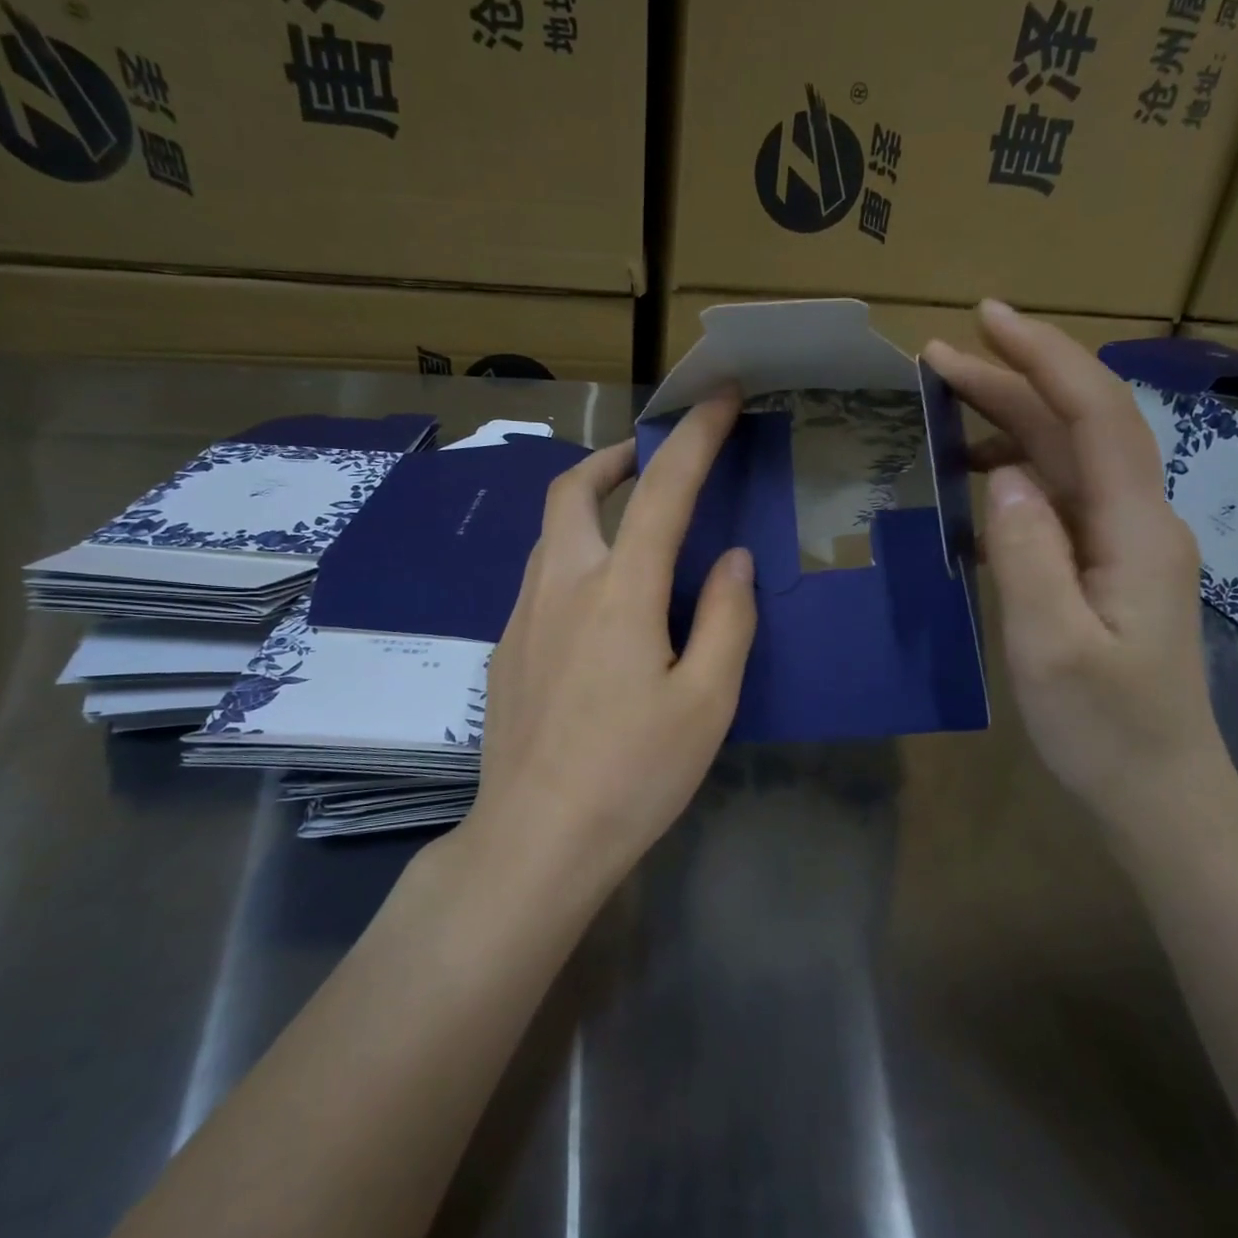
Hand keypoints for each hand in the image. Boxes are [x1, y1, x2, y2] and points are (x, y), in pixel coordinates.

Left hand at [463, 393, 757, 889]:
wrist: (536, 839)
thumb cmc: (634, 773)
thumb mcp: (707, 702)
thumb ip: (727, 619)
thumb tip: (732, 560)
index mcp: (620, 593)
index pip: (661, 491)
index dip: (696, 438)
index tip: (720, 398)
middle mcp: (561, 586)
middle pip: (573, 489)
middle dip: (615, 458)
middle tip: (651, 459)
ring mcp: (522, 617)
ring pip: (550, 532)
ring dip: (589, 506)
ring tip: (631, 525)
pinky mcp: (505, 649)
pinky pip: (540, 577)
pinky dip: (573, 556)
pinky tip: (599, 604)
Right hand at [923, 302, 1229, 816]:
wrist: (1158, 788)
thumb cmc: (1105, 727)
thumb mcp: (1052, 645)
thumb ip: (1027, 554)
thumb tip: (1002, 477)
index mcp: (1134, 529)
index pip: (1094, 415)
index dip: (1045, 357)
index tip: (986, 320)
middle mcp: (1137, 520)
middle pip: (1077, 426)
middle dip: (1011, 380)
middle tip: (936, 357)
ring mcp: (1123, 543)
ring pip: (1066, 458)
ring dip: (1009, 422)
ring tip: (944, 408)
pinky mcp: (1105, 566)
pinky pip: (1057, 498)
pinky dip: (1012, 473)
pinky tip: (973, 482)